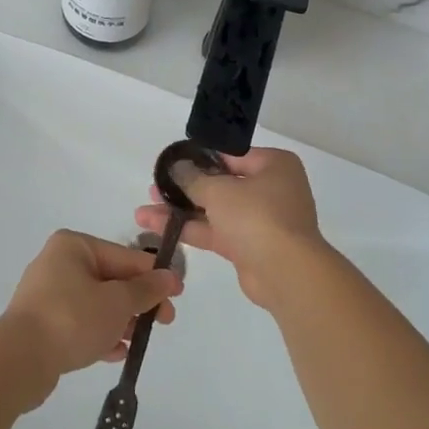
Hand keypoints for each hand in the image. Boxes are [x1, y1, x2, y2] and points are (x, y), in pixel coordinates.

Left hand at [1, 230, 181, 400]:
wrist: (19, 360)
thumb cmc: (72, 318)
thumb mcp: (117, 302)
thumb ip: (145, 290)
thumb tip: (169, 277)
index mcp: (74, 246)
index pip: (124, 256)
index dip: (154, 275)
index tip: (177, 293)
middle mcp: (58, 263)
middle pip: (110, 279)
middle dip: (138, 301)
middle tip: (165, 321)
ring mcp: (48, 295)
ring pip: (96, 303)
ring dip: (121, 319)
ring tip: (141, 339)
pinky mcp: (42, 324)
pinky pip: (80, 323)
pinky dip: (100, 333)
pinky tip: (118, 352)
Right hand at [134, 147, 333, 310]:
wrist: (285, 273)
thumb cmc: (257, 216)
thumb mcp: (219, 190)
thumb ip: (193, 178)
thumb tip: (177, 167)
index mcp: (274, 165)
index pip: (231, 155)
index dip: (200, 157)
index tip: (171, 162)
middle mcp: (270, 189)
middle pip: (221, 183)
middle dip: (185, 187)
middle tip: (154, 186)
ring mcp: (259, 220)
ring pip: (214, 210)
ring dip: (181, 210)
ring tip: (144, 209)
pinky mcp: (247, 247)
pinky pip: (215, 232)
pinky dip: (189, 229)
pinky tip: (157, 227)